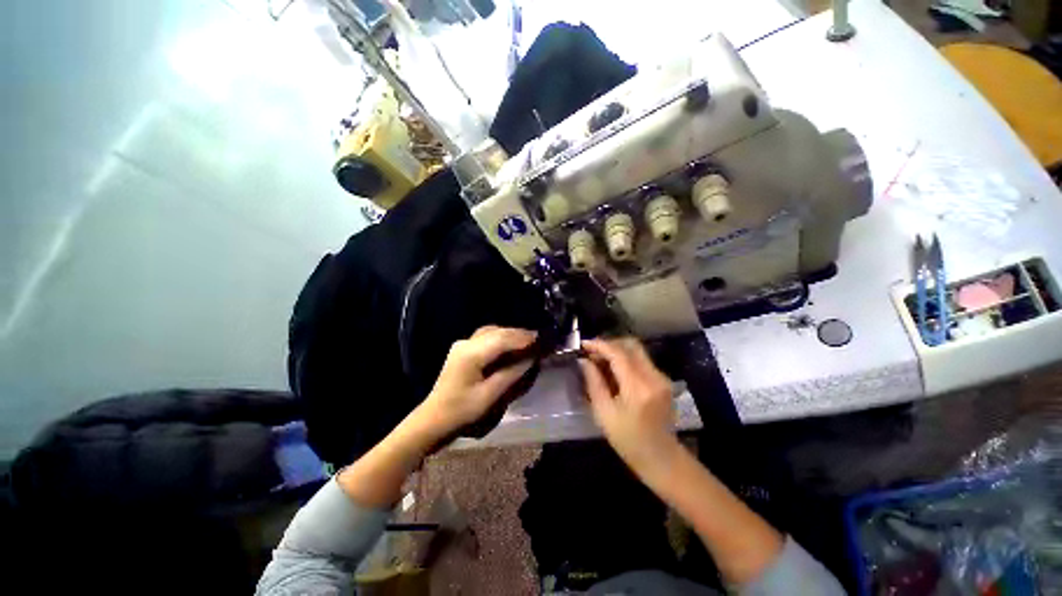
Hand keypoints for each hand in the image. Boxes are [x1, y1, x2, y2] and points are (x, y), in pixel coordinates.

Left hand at [417, 326, 536, 438]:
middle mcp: (466, 343)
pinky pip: (486, 336)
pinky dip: (501, 338)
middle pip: (497, 331)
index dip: (523, 338)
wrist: (434, 418)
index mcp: (471, 354)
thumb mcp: (490, 395)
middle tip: (538, 340)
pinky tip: (510, 345)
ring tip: (527, 342)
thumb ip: (512, 373)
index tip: (541, 340)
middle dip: (519, 334)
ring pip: (492, 331)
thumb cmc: (462, 411)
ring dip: (510, 334)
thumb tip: (532, 357)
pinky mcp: (462, 348)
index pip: (502, 338)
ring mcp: (463, 344)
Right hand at [579, 338, 679, 475]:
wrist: (661, 458)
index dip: (599, 345)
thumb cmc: (628, 440)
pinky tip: (614, 371)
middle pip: (630, 345)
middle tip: (592, 353)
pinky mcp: (663, 380)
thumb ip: (593, 382)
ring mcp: (662, 377)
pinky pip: (642, 360)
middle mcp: (653, 377)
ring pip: (637, 351)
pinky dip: (626, 359)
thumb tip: (584, 360)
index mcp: (638, 387)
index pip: (618, 353)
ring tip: (600, 362)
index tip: (583, 344)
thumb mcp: (604, 413)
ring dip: (617, 351)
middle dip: (609, 344)